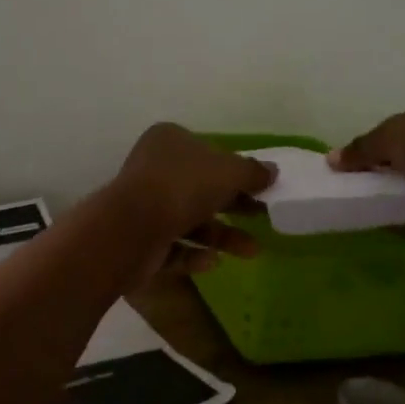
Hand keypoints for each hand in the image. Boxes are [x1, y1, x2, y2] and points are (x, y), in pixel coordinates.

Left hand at [112, 124, 275, 276]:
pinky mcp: (139, 240)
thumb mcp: (229, 172)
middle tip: (263, 217)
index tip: (260, 187)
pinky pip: (173, 246)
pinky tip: (211, 262)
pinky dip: (194, 254)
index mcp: (169, 141)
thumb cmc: (183, 187)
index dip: (234, 169)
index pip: (207, 152)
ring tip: (252, 251)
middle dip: (234, 205)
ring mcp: (144, 205)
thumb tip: (272, 171)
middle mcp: (153, 169)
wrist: (132, 229)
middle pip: (201, 187)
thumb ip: (252, 172)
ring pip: (190, 219)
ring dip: (222, 235)